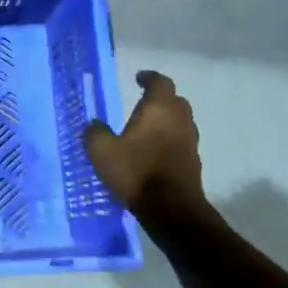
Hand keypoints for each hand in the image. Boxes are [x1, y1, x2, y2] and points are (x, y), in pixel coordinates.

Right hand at [84, 71, 207, 213]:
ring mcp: (190, 141)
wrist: (171, 208)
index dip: (149, 78)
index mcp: (158, 109)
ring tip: (148, 128)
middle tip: (143, 103)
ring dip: (166, 120)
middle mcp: (179, 119)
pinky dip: (169, 139)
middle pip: (174, 100)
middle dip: (160, 98)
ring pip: (180, 121)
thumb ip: (94, 133)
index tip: (138, 78)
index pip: (160, 82)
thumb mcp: (102, 152)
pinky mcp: (193, 161)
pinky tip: (154, 151)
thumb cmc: (136, 172)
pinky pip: (181, 140)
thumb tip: (94, 124)